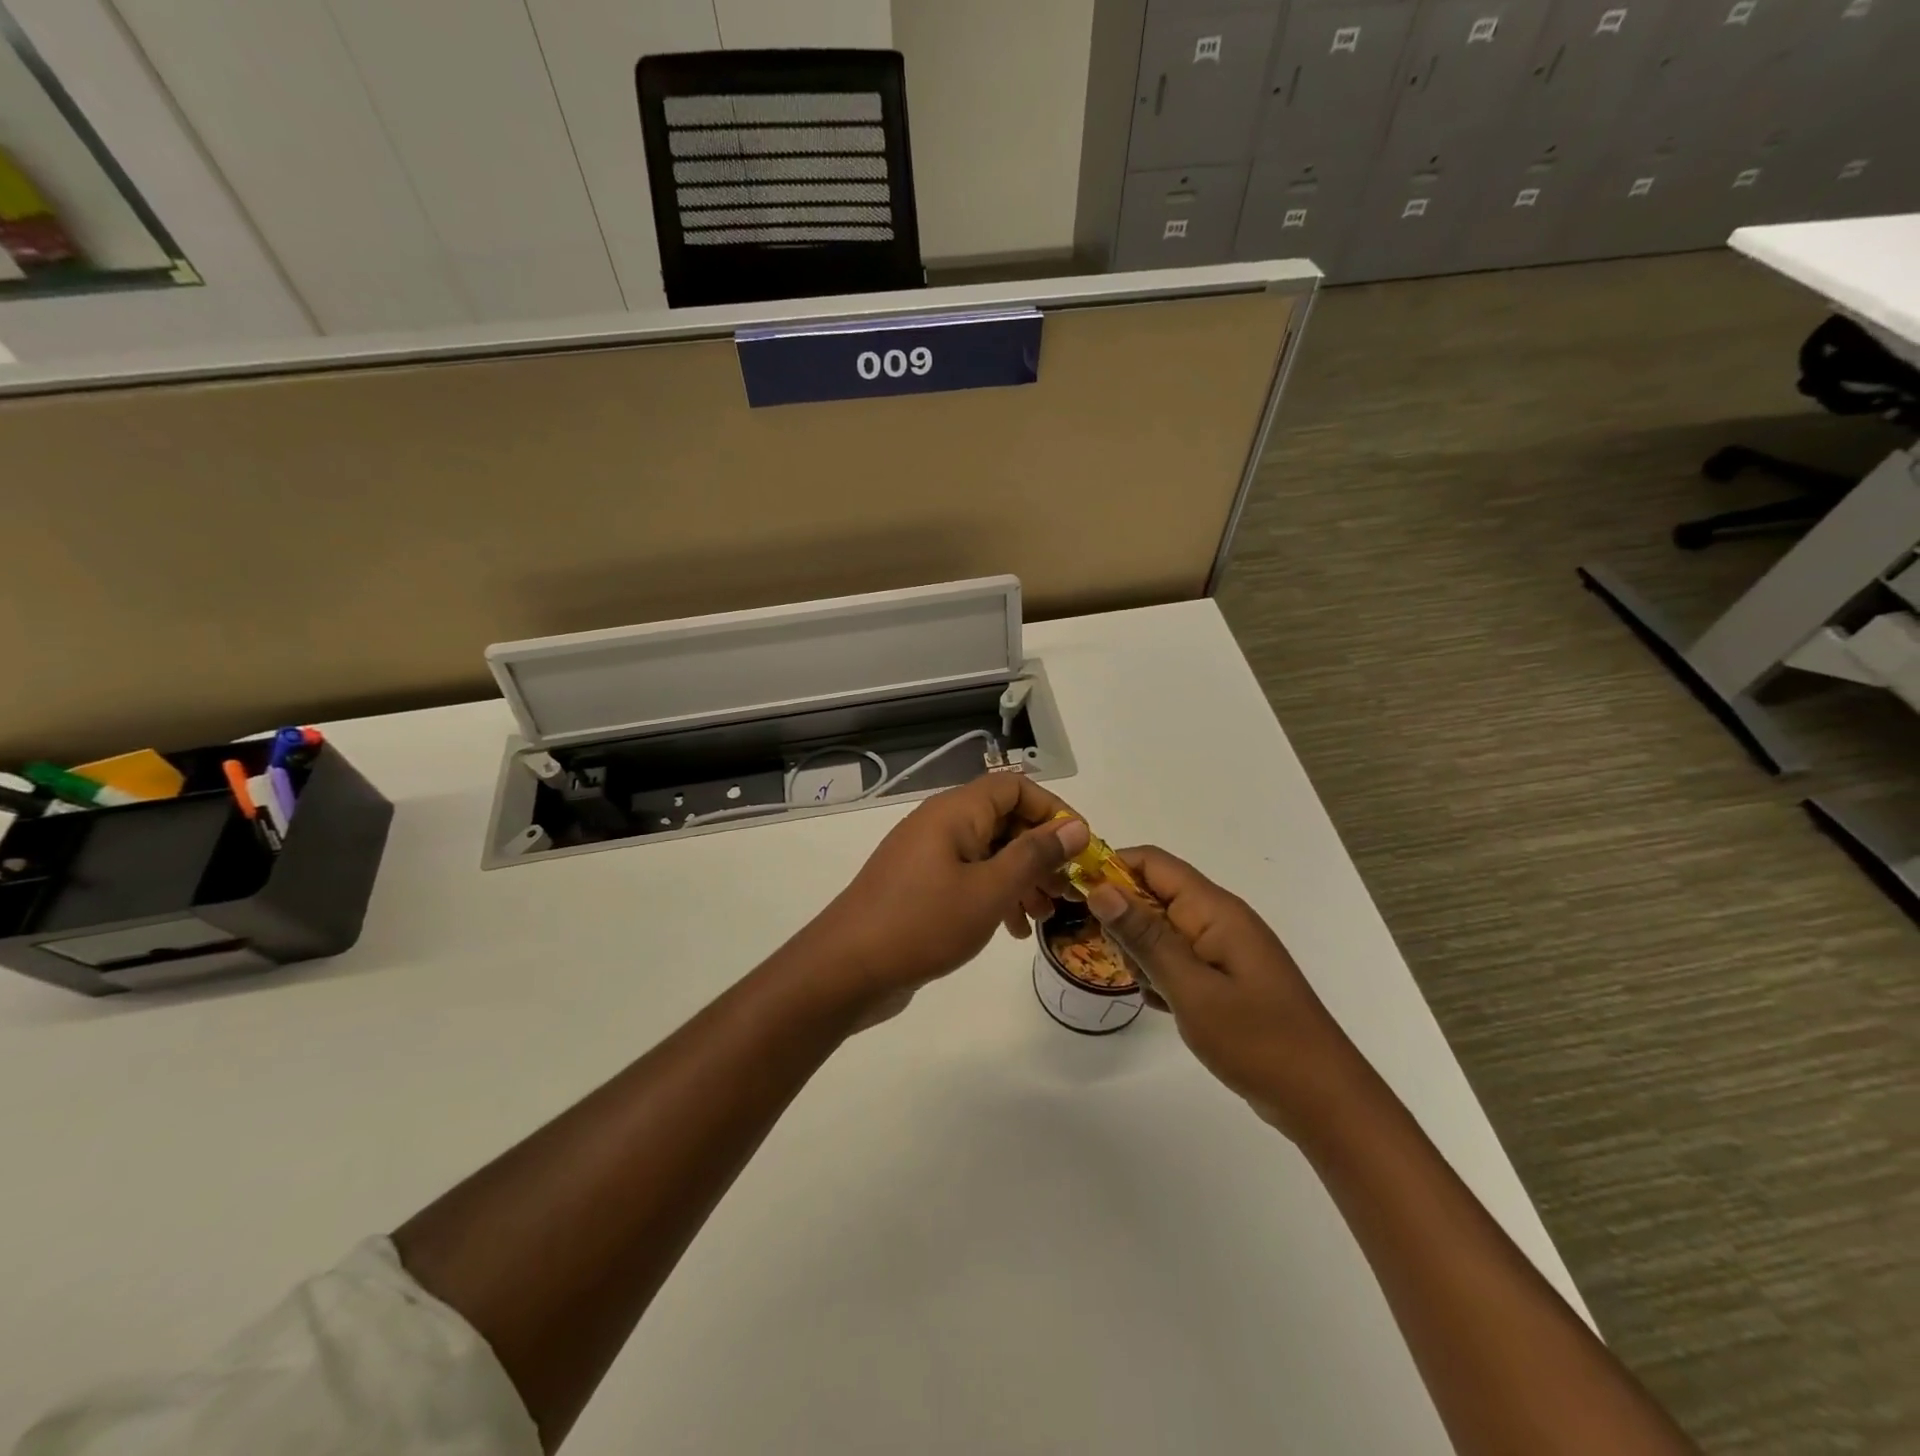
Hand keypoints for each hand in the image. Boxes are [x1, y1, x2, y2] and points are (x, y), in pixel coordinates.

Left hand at [798, 774, 1087, 1013]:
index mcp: (956, 811)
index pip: (1015, 786)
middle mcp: (941, 823)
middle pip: (1004, 820)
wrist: (846, 969)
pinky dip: (994, 895)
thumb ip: (1035, 855)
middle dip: (1040, 852)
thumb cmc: (923, 923)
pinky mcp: (919, 885)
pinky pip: (968, 877)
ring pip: (988, 852)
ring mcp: (927, 855)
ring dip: (1020, 878)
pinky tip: (1010, 931)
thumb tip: (1075, 826)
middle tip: (1066, 891)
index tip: (1079, 848)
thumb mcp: (990, 890)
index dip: (1052, 810)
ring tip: (1041, 918)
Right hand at [1085, 848, 1362, 1142]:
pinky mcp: (1225, 975)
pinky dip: (1163, 976)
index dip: (1110, 868)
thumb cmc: (1257, 1039)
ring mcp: (1223, 948)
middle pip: (1153, 895)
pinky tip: (1167, 1006)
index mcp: (1214, 909)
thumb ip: (1144, 936)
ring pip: (1161, 930)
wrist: (1322, 1099)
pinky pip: (1178, 959)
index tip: (1076, 896)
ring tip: (1155, 992)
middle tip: (1127, 964)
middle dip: (1126, 922)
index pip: (1152, 863)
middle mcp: (1218, 918)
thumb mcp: (1190, 987)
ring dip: (1144, 955)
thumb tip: (1100, 888)